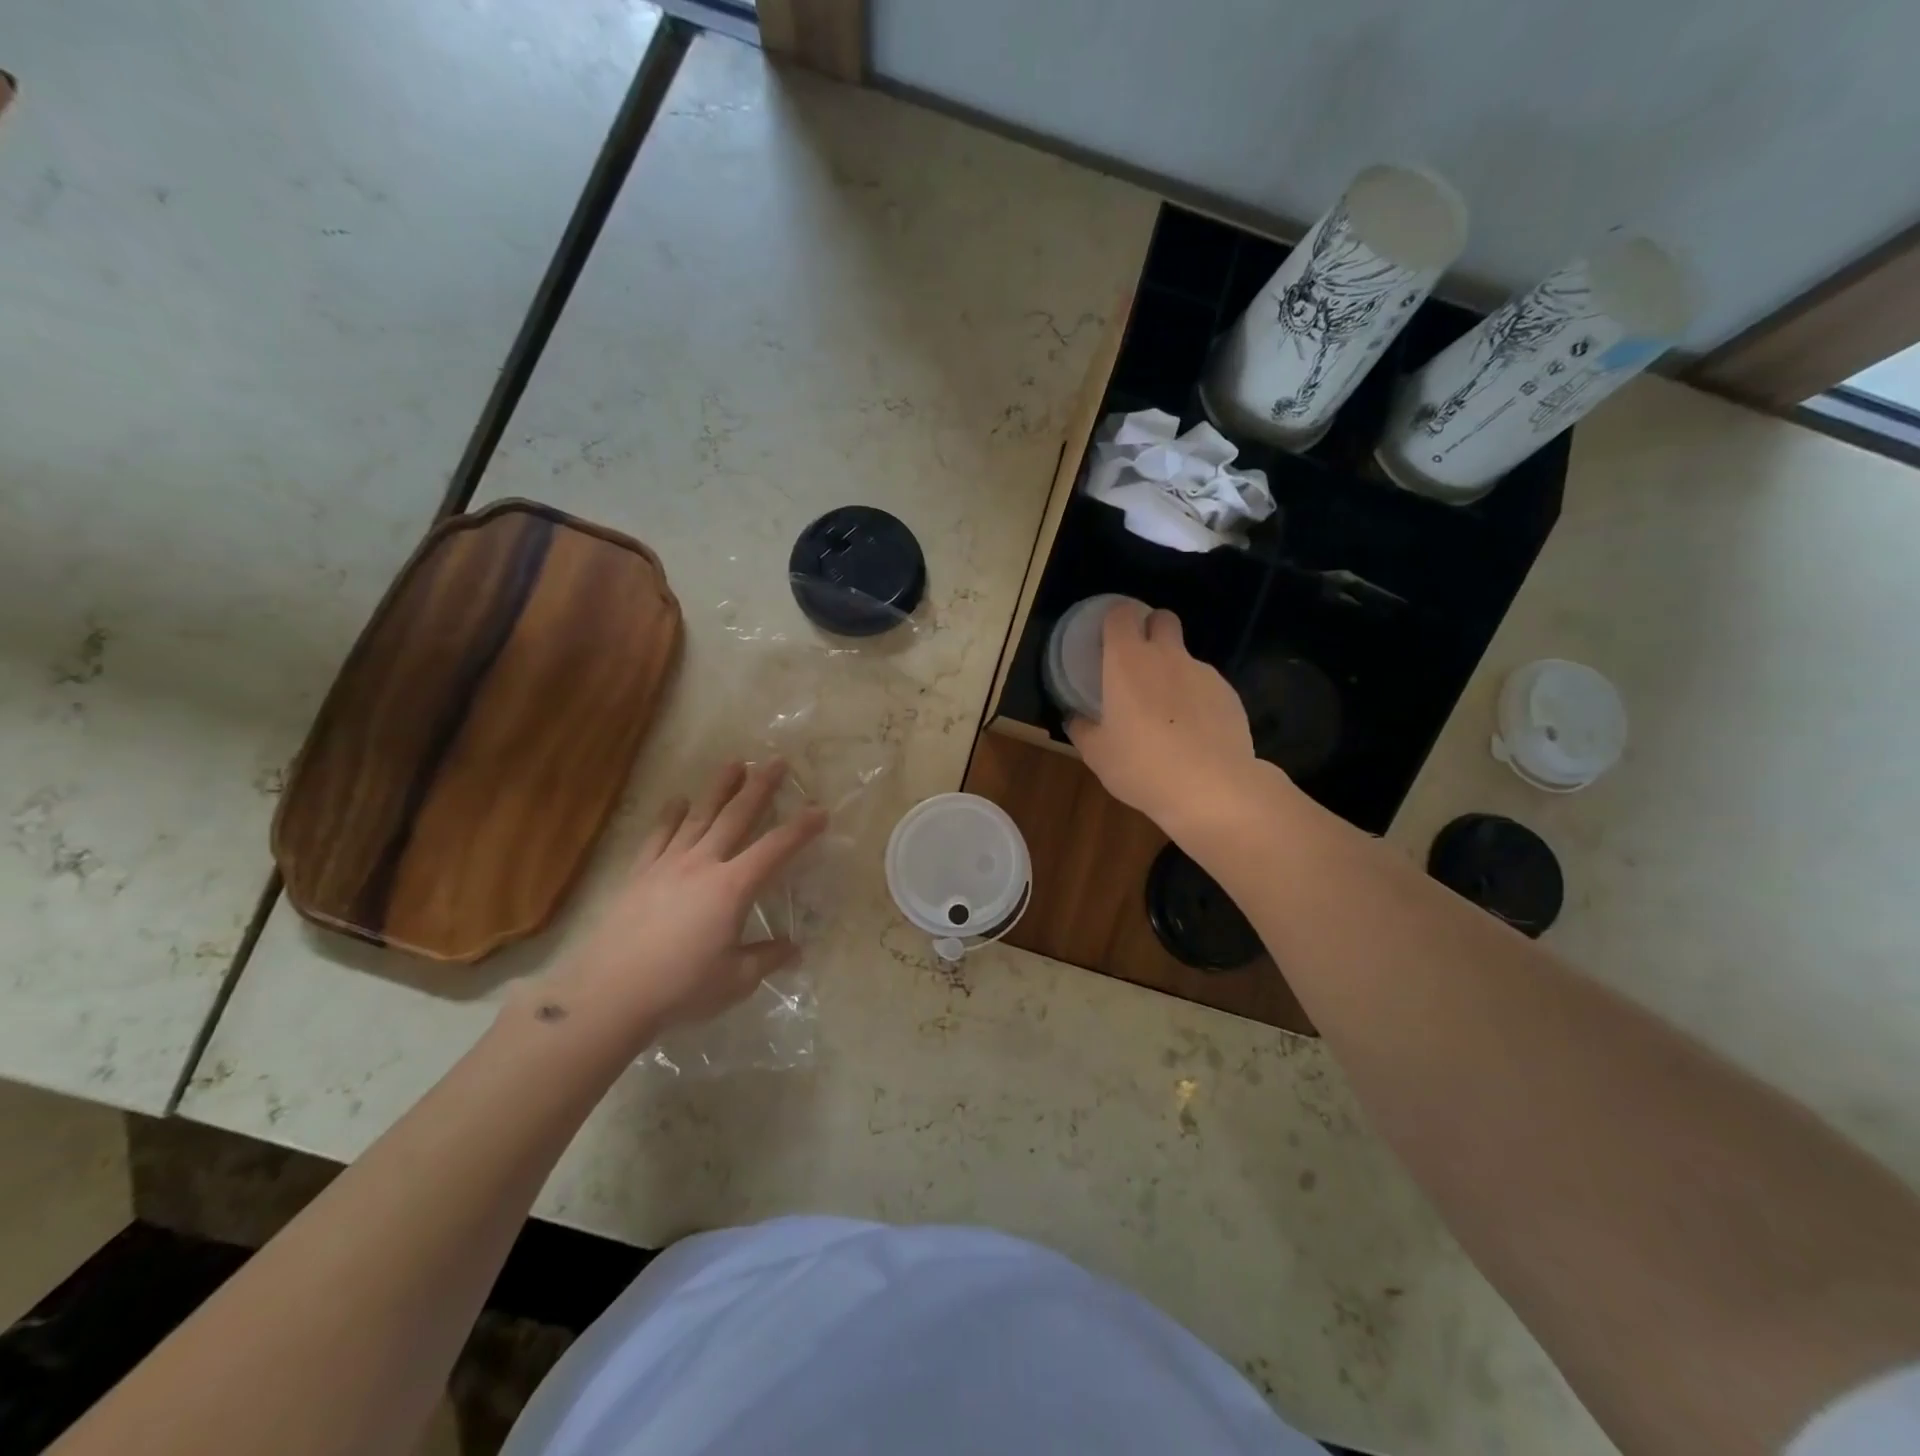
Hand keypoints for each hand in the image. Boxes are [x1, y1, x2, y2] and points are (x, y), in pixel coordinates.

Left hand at [532, 759, 827, 1045]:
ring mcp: (668, 865)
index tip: (820, 810)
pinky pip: (659, 835)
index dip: (801, 828)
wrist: (610, 993)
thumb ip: (767, 958)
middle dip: (759, 787)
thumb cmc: (681, 987)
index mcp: (733, 888)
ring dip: (718, 788)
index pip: (775, 849)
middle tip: (775, 762)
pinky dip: (670, 815)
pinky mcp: (639, 874)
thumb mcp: (736, 980)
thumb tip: (794, 948)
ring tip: (733, 763)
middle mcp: (703, 864)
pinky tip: (677, 800)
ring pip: (699, 816)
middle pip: (736, 817)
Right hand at [1066, 601, 1261, 829]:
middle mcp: (1167, 656)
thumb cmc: (1142, 766)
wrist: (1212, 788)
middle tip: (1139, 664)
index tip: (1108, 640)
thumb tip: (1075, 718)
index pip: (1121, 614)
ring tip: (1168, 715)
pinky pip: (1206, 685)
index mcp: (1127, 662)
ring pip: (1185, 657)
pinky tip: (1195, 733)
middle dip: (1152, 629)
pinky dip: (1197, 699)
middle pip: (1163, 619)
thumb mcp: (1098, 754)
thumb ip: (1082, 729)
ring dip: (1174, 672)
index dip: (1115, 620)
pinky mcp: (1229, 694)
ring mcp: (1203, 672)